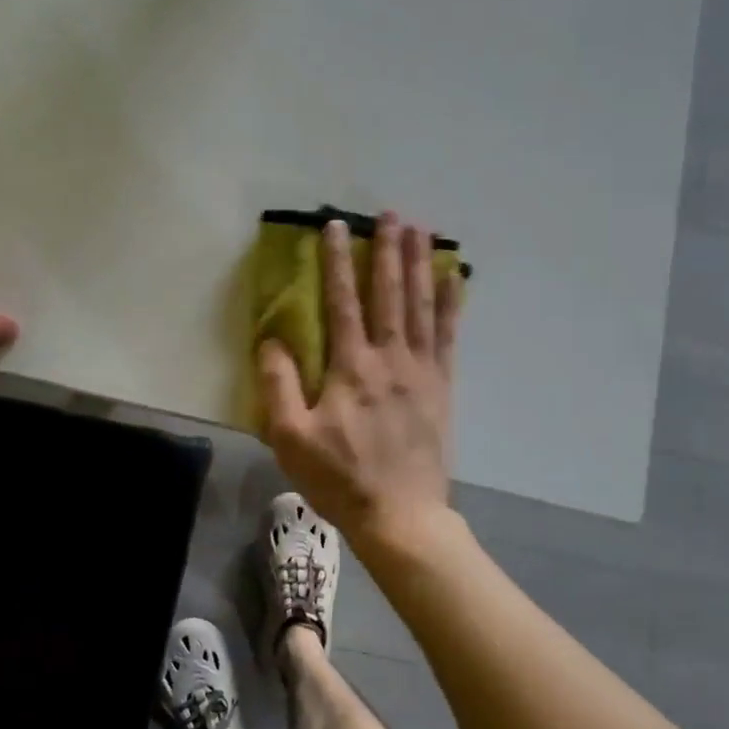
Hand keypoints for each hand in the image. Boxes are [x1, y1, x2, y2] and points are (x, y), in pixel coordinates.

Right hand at [257, 212, 463, 559]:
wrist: (400, 514)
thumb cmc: (340, 477)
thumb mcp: (291, 437)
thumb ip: (279, 384)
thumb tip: (271, 340)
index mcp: (352, 367)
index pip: (343, 301)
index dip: (338, 261)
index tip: (336, 227)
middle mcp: (390, 358)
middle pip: (390, 293)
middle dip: (389, 250)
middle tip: (391, 213)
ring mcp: (422, 370)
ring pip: (422, 305)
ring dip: (421, 264)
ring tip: (423, 229)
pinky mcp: (442, 386)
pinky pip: (449, 335)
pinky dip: (453, 303)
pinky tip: (456, 277)